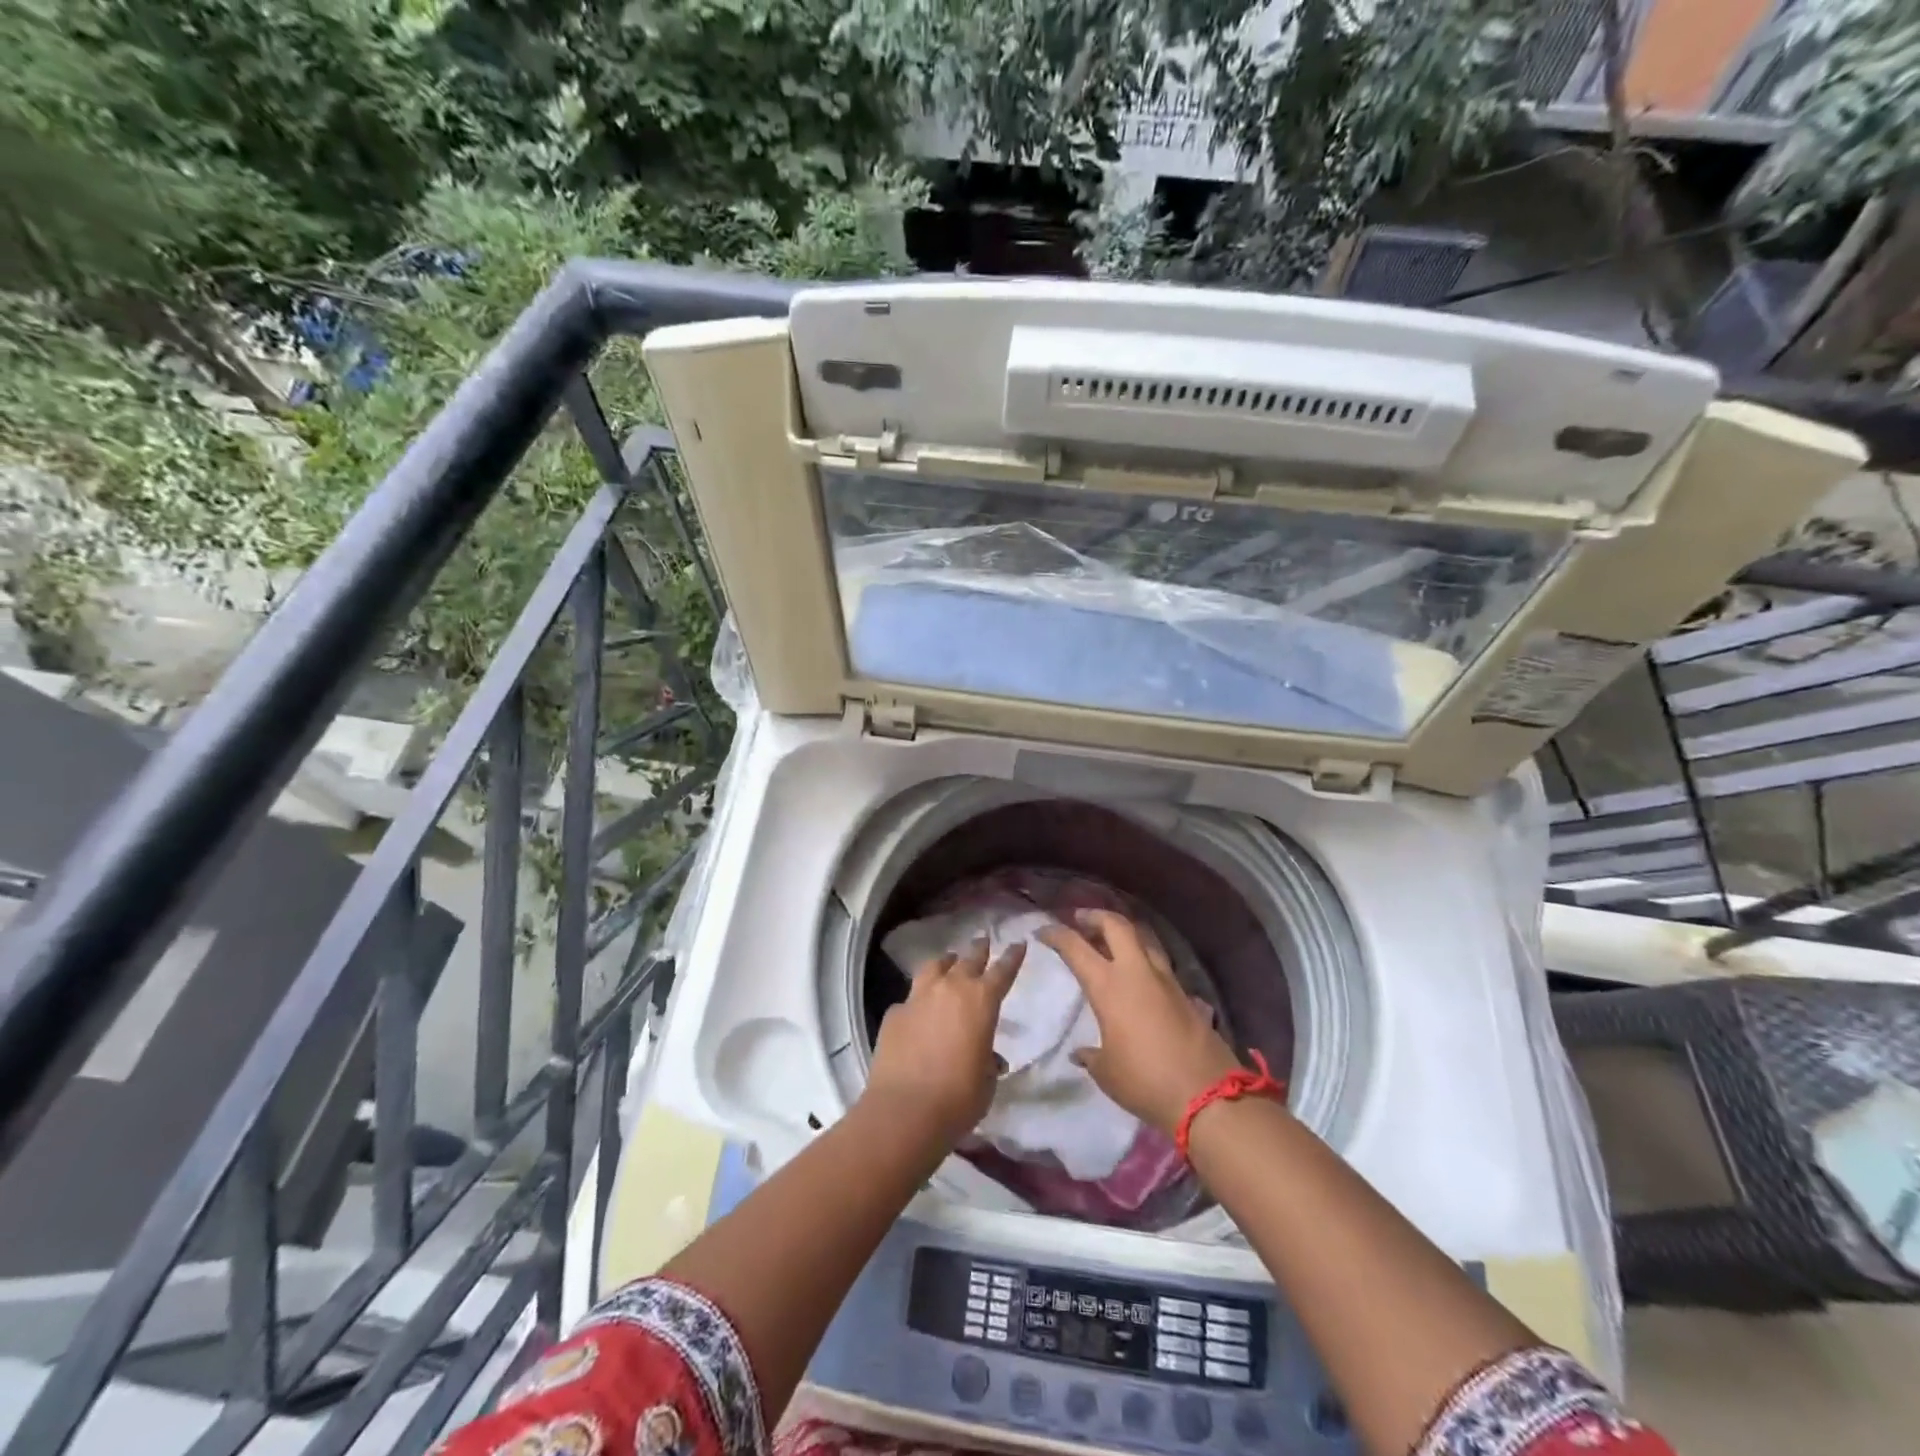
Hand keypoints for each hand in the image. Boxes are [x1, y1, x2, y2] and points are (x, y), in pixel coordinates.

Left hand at [865, 937, 1024, 1144]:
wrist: (905, 1110)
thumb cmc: (958, 1099)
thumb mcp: (986, 1082)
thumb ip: (987, 1061)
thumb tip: (986, 1057)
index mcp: (981, 1002)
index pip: (1002, 971)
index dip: (1012, 957)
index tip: (1018, 943)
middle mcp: (950, 989)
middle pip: (968, 959)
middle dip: (979, 950)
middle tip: (983, 941)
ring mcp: (918, 997)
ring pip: (935, 967)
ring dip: (946, 963)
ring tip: (949, 962)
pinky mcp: (894, 1013)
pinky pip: (910, 998)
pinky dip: (918, 1000)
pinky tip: (918, 1012)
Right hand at [1039, 910, 1241, 1136]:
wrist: (1207, 1096)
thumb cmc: (1145, 1082)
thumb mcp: (1107, 1072)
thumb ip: (1091, 1056)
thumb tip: (1081, 1053)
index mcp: (1109, 986)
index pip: (1076, 947)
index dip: (1056, 934)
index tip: (1042, 931)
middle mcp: (1137, 972)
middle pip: (1116, 924)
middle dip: (1095, 916)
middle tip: (1080, 920)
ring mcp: (1165, 979)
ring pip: (1143, 937)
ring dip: (1123, 931)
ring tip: (1110, 939)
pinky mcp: (1186, 993)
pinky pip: (1160, 961)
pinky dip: (1144, 956)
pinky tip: (1138, 973)